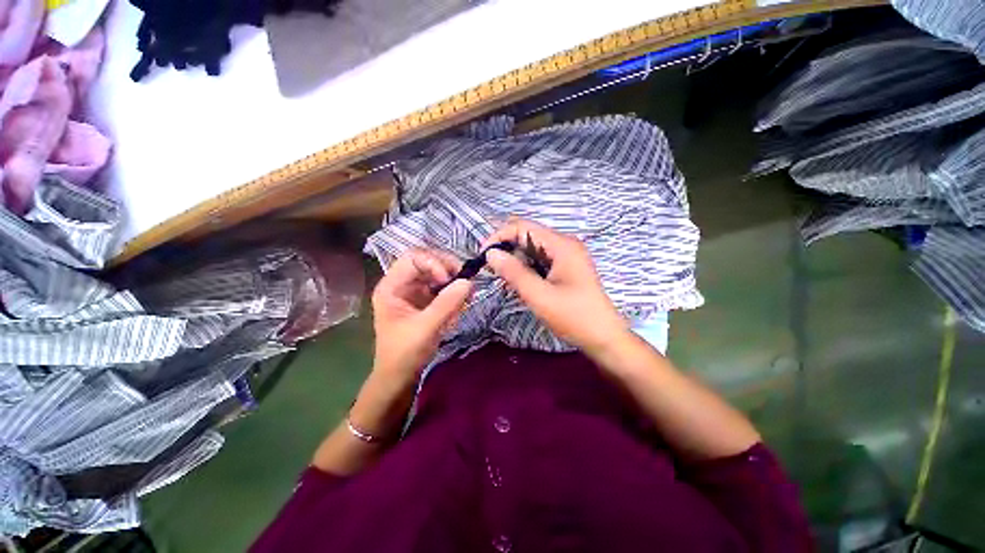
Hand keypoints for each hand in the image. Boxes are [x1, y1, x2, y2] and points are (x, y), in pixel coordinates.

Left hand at [371, 250, 472, 382]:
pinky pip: (437, 291)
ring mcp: (410, 295)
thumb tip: (469, 282)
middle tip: (464, 282)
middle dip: (445, 270)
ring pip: (433, 276)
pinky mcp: (420, 305)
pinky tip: (456, 309)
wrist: (398, 379)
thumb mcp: (426, 328)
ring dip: (450, 284)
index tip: (449, 279)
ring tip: (462, 299)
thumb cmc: (404, 354)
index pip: (413, 258)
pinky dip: (449, 296)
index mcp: (390, 287)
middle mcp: (399, 286)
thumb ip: (447, 304)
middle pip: (424, 263)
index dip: (433, 263)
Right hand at [483, 218, 627, 353]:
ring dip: (517, 261)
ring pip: (534, 249)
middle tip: (491, 273)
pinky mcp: (569, 270)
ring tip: (505, 282)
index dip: (499, 237)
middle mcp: (566, 245)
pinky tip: (521, 286)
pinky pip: (542, 261)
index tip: (482, 257)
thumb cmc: (574, 317)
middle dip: (507, 249)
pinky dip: (528, 269)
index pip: (522, 227)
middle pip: (528, 235)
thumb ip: (513, 273)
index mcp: (562, 245)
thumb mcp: (539, 296)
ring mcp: (569, 257)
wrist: (604, 337)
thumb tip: (490, 254)